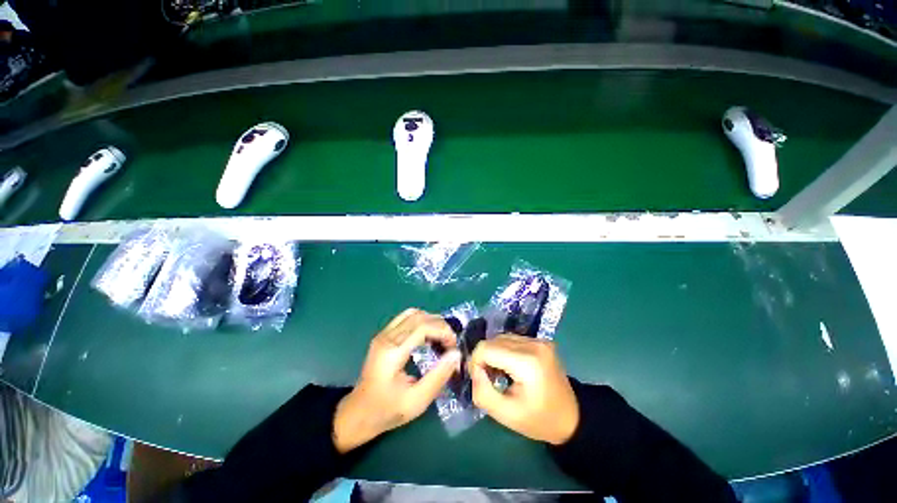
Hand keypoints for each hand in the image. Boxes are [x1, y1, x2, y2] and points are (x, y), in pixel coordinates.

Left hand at [333, 309, 460, 452]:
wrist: (357, 414)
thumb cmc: (386, 411)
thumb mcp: (416, 402)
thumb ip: (438, 377)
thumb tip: (456, 354)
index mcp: (392, 353)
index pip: (422, 327)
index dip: (443, 332)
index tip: (454, 347)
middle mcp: (387, 337)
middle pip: (419, 317)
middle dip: (440, 325)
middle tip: (450, 343)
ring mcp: (383, 334)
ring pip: (413, 313)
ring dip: (431, 321)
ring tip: (441, 338)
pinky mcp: (383, 335)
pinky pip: (406, 317)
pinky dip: (421, 321)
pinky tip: (427, 335)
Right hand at [469, 334, 578, 444]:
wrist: (572, 418)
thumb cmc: (539, 420)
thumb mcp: (506, 415)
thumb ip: (482, 392)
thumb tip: (474, 370)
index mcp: (527, 361)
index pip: (486, 348)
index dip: (476, 362)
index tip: (479, 380)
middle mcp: (534, 344)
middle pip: (493, 340)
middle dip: (485, 358)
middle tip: (489, 379)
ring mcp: (539, 340)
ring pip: (501, 338)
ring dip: (494, 353)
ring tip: (500, 373)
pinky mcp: (541, 341)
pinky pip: (512, 339)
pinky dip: (505, 351)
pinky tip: (511, 367)